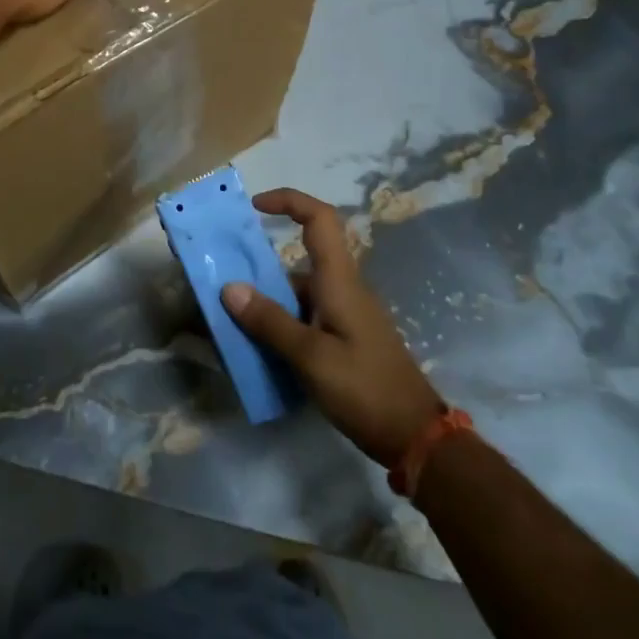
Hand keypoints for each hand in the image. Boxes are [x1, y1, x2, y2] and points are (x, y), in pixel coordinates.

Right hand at [221, 189, 443, 467]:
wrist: (415, 437)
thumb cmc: (365, 389)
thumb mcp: (311, 357)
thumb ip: (270, 322)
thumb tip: (229, 287)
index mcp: (339, 280)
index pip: (320, 219)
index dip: (289, 201)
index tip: (255, 207)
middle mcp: (342, 288)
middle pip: (300, 258)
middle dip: (260, 266)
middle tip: (223, 283)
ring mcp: (345, 315)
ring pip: (298, 292)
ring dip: (266, 302)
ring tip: (230, 323)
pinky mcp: (345, 339)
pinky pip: (305, 317)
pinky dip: (279, 324)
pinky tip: (258, 350)